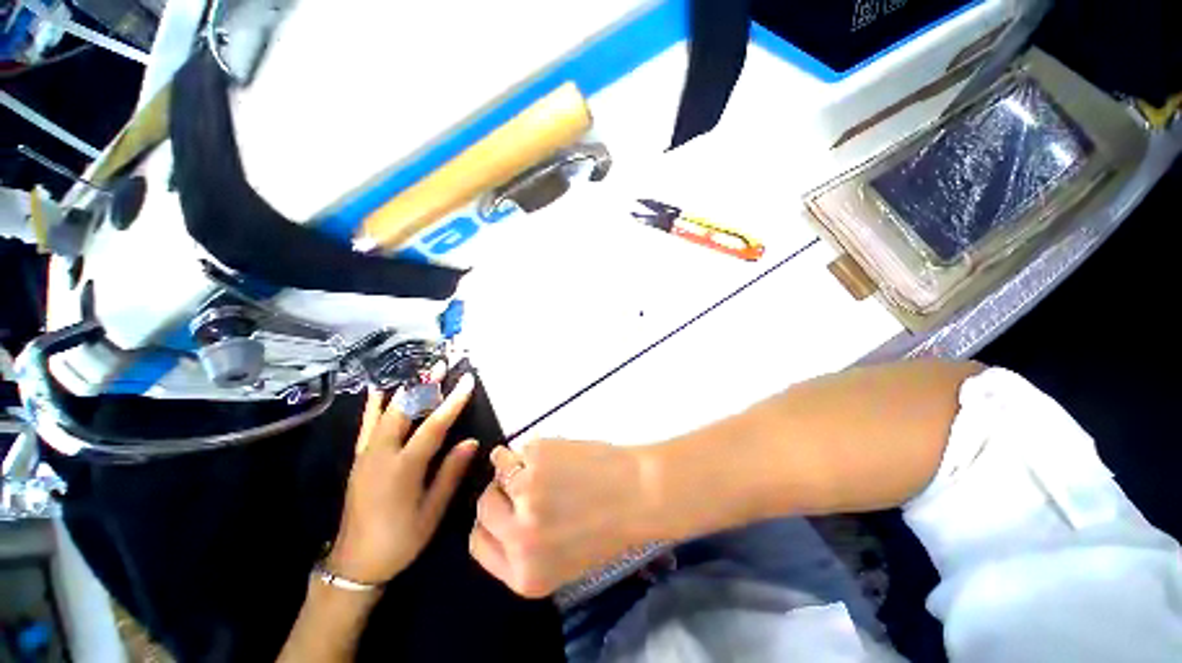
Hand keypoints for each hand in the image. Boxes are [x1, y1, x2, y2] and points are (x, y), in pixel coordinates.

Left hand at [328, 374, 477, 583]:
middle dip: (425, 386)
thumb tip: (472, 441)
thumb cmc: (400, 539)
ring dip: (406, 389)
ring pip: (386, 413)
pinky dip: (374, 405)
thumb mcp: (432, 511)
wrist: (355, 564)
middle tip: (441, 366)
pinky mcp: (358, 459)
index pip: (433, 426)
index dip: (452, 402)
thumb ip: (450, 473)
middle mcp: (381, 455)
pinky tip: (379, 389)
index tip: (467, 381)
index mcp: (403, 469)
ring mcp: (366, 455)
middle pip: (405, 411)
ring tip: (421, 372)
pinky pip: (367, 425)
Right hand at [469, 439, 656, 597]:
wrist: (640, 493)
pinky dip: (531, 449)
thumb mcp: (562, 559)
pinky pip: (518, 449)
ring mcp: (525, 496)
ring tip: (545, 465)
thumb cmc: (608, 525)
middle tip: (524, 481)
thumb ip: (524, 547)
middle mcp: (519, 540)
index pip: (479, 544)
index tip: (503, 507)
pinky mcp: (535, 461)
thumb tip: (498, 510)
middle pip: (483, 506)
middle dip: (500, 491)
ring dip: (515, 465)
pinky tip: (555, 454)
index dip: (490, 522)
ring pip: (497, 473)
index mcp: (524, 575)